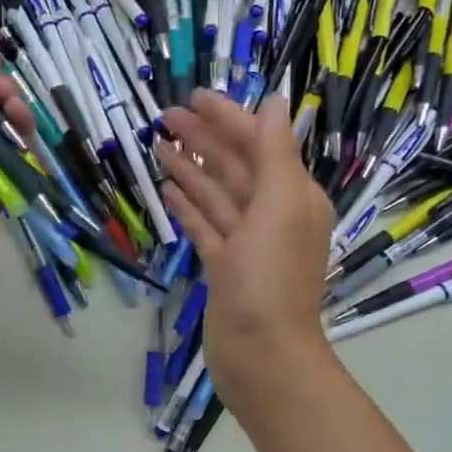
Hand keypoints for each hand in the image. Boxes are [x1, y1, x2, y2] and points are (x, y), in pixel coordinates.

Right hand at [157, 92, 333, 406]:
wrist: (261, 355)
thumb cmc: (271, 279)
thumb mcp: (279, 206)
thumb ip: (275, 152)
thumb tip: (273, 101)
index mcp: (292, 196)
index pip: (258, 144)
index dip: (228, 118)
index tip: (194, 96)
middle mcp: (271, 214)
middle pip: (234, 165)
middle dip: (203, 139)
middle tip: (165, 115)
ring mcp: (246, 242)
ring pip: (216, 194)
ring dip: (189, 168)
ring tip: (158, 145)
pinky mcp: (224, 266)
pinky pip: (205, 225)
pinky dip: (188, 206)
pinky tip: (167, 189)